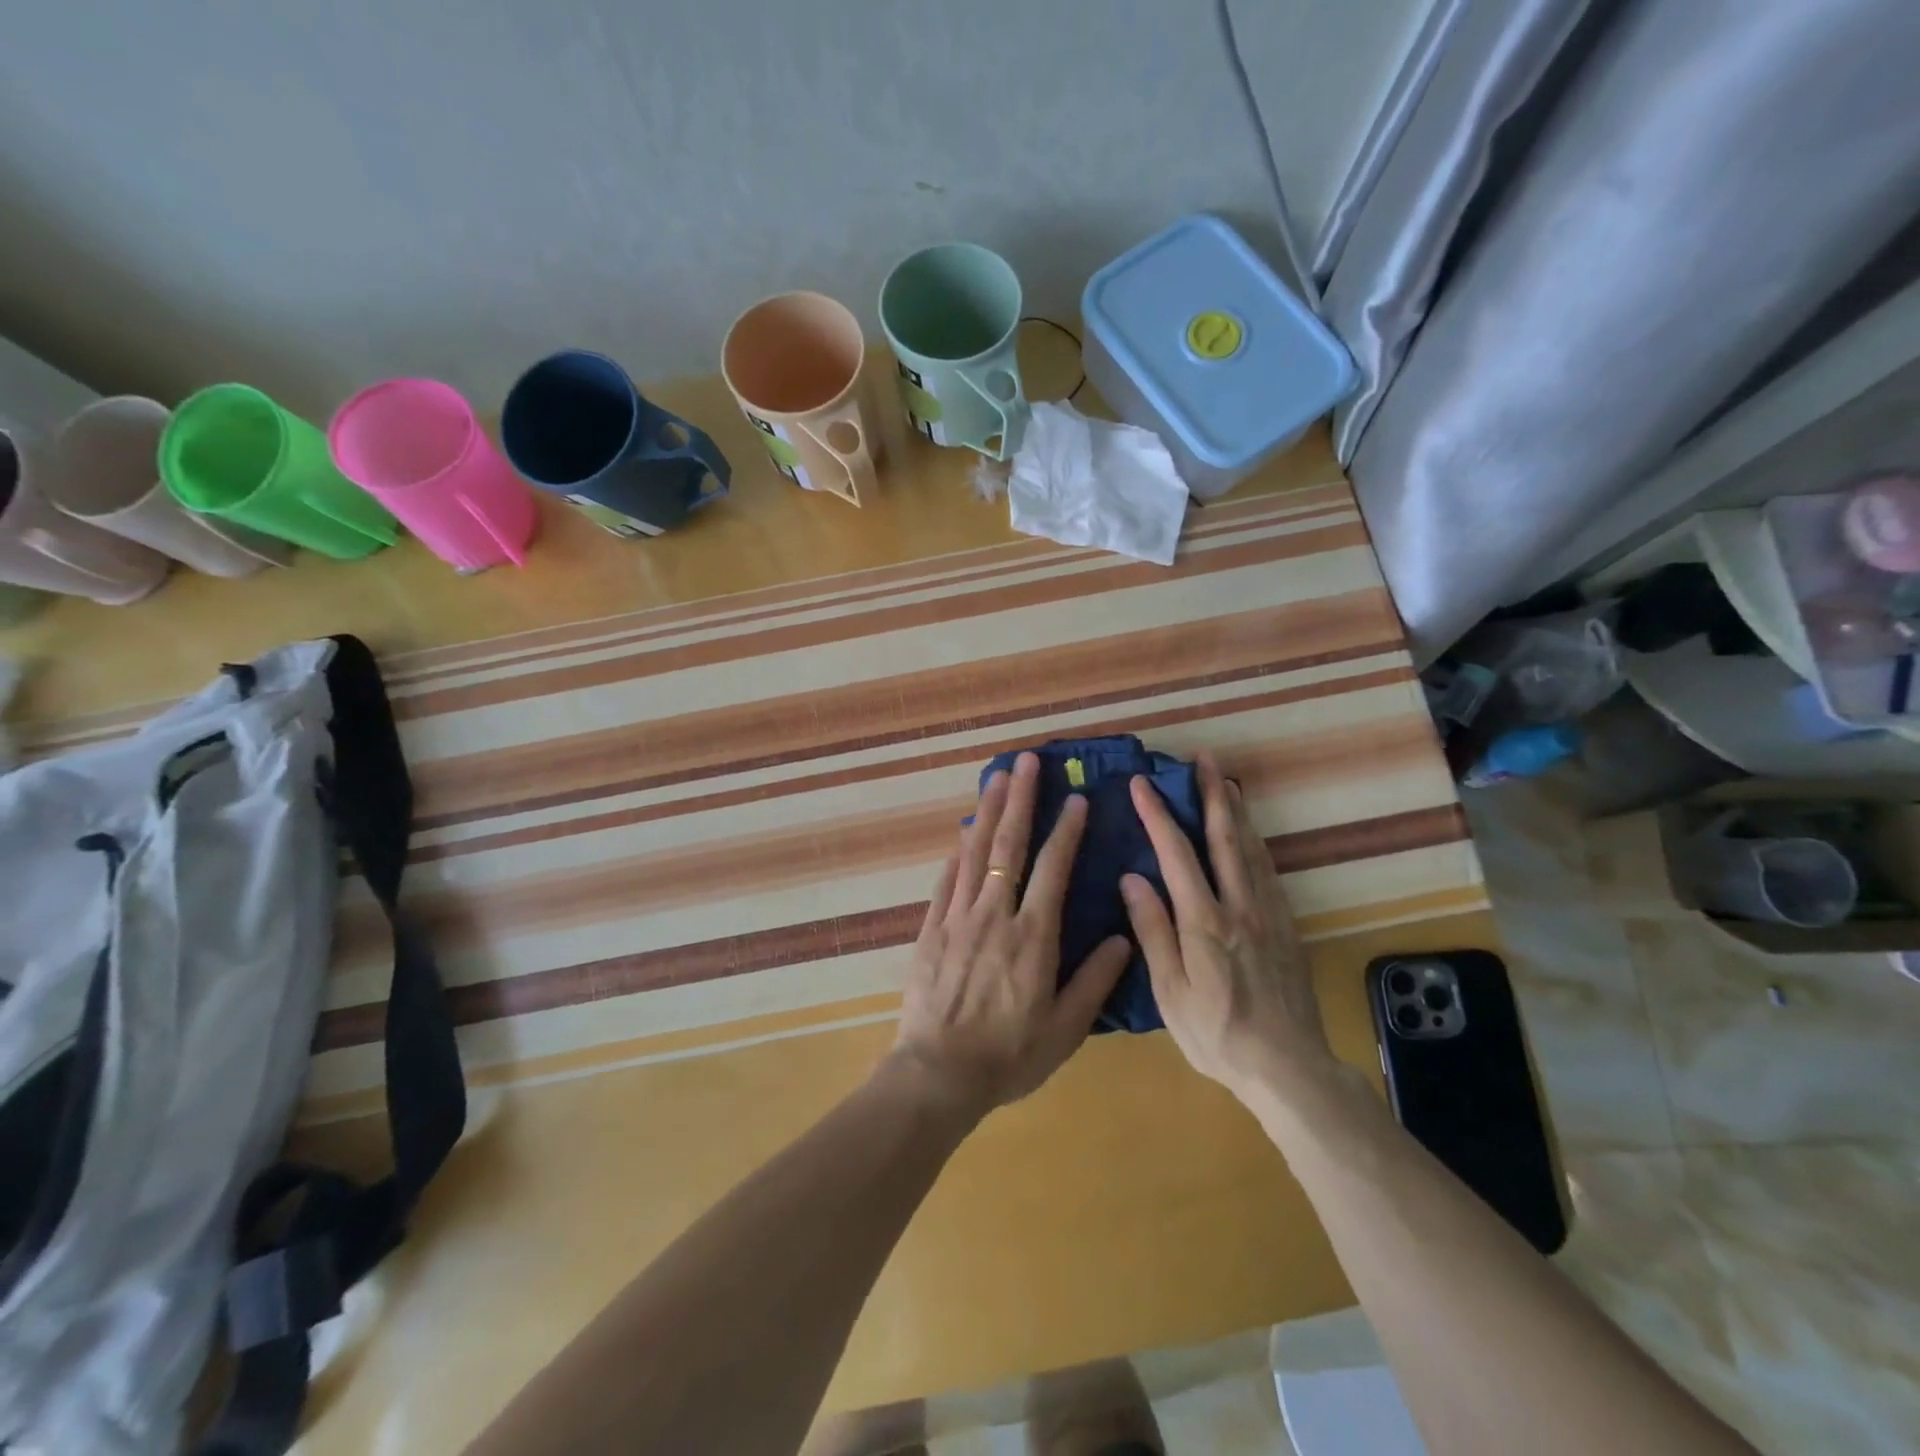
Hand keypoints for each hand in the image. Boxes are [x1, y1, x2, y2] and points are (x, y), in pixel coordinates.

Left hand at [889, 752, 1132, 1121]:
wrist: (938, 1074)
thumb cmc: (1009, 1054)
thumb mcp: (1065, 1028)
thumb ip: (1095, 981)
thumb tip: (1123, 938)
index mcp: (1033, 936)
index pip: (1053, 869)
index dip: (1066, 831)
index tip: (1075, 799)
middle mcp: (994, 915)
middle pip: (1008, 846)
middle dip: (1019, 800)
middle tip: (1025, 761)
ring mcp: (957, 918)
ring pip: (973, 854)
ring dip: (985, 813)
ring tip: (995, 778)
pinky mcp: (931, 930)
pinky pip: (945, 882)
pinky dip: (955, 855)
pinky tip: (960, 836)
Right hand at [1120, 751, 1340, 1102]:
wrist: (1288, 1066)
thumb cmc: (1216, 1034)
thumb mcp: (1170, 991)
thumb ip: (1152, 930)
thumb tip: (1132, 877)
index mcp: (1204, 921)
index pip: (1176, 853)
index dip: (1158, 815)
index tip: (1143, 783)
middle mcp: (1239, 905)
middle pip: (1224, 837)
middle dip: (1211, 794)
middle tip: (1203, 759)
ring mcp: (1268, 913)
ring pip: (1251, 848)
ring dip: (1236, 811)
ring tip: (1227, 782)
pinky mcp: (1286, 925)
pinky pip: (1269, 870)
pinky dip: (1256, 842)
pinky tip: (1251, 836)